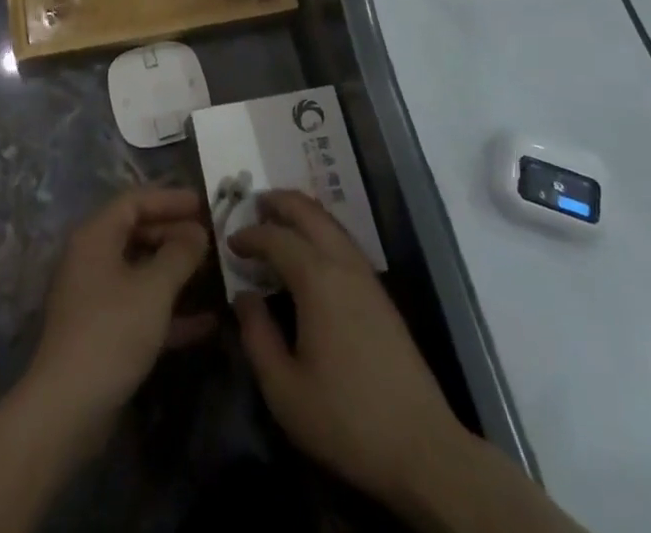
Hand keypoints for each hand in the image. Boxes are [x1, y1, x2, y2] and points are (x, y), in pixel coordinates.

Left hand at [27, 186, 214, 426]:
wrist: (68, 409)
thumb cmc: (111, 331)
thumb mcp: (154, 288)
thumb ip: (180, 254)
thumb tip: (198, 232)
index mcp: (96, 236)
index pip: (134, 201)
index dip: (169, 198)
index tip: (202, 203)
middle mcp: (92, 259)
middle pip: (137, 233)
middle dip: (175, 234)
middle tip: (211, 239)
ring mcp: (96, 298)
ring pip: (141, 272)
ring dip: (176, 272)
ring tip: (214, 273)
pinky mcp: (104, 333)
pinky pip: (141, 307)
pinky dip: (170, 310)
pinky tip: (208, 322)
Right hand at [230, 190, 464, 513]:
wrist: (421, 448)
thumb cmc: (345, 419)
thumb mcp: (284, 389)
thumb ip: (257, 336)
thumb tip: (243, 296)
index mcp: (318, 279)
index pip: (277, 238)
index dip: (250, 235)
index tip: (229, 242)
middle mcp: (344, 264)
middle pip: (309, 212)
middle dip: (280, 202)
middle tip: (254, 204)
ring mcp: (367, 277)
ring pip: (330, 223)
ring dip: (302, 213)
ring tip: (277, 221)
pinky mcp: (380, 294)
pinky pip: (344, 241)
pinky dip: (320, 230)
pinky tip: (310, 252)